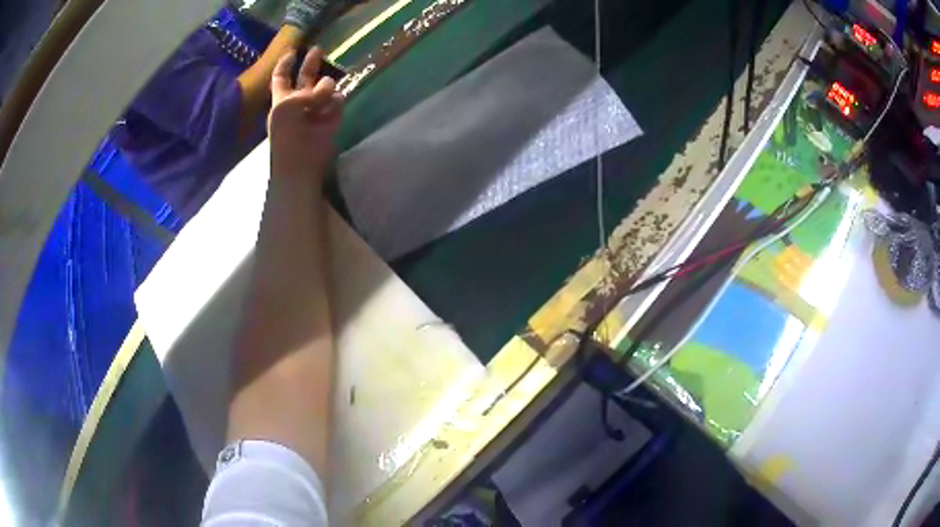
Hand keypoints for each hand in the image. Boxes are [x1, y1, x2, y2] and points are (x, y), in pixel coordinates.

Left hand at [268, 47, 343, 180]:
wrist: (300, 163)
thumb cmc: (285, 135)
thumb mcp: (287, 106)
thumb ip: (308, 91)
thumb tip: (330, 87)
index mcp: (282, 100)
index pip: (281, 78)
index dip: (285, 65)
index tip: (293, 52)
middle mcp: (299, 101)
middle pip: (305, 77)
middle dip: (311, 63)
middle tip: (318, 49)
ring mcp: (316, 110)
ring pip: (326, 88)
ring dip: (325, 89)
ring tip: (322, 100)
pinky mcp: (331, 118)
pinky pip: (338, 101)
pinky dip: (334, 104)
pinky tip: (329, 113)